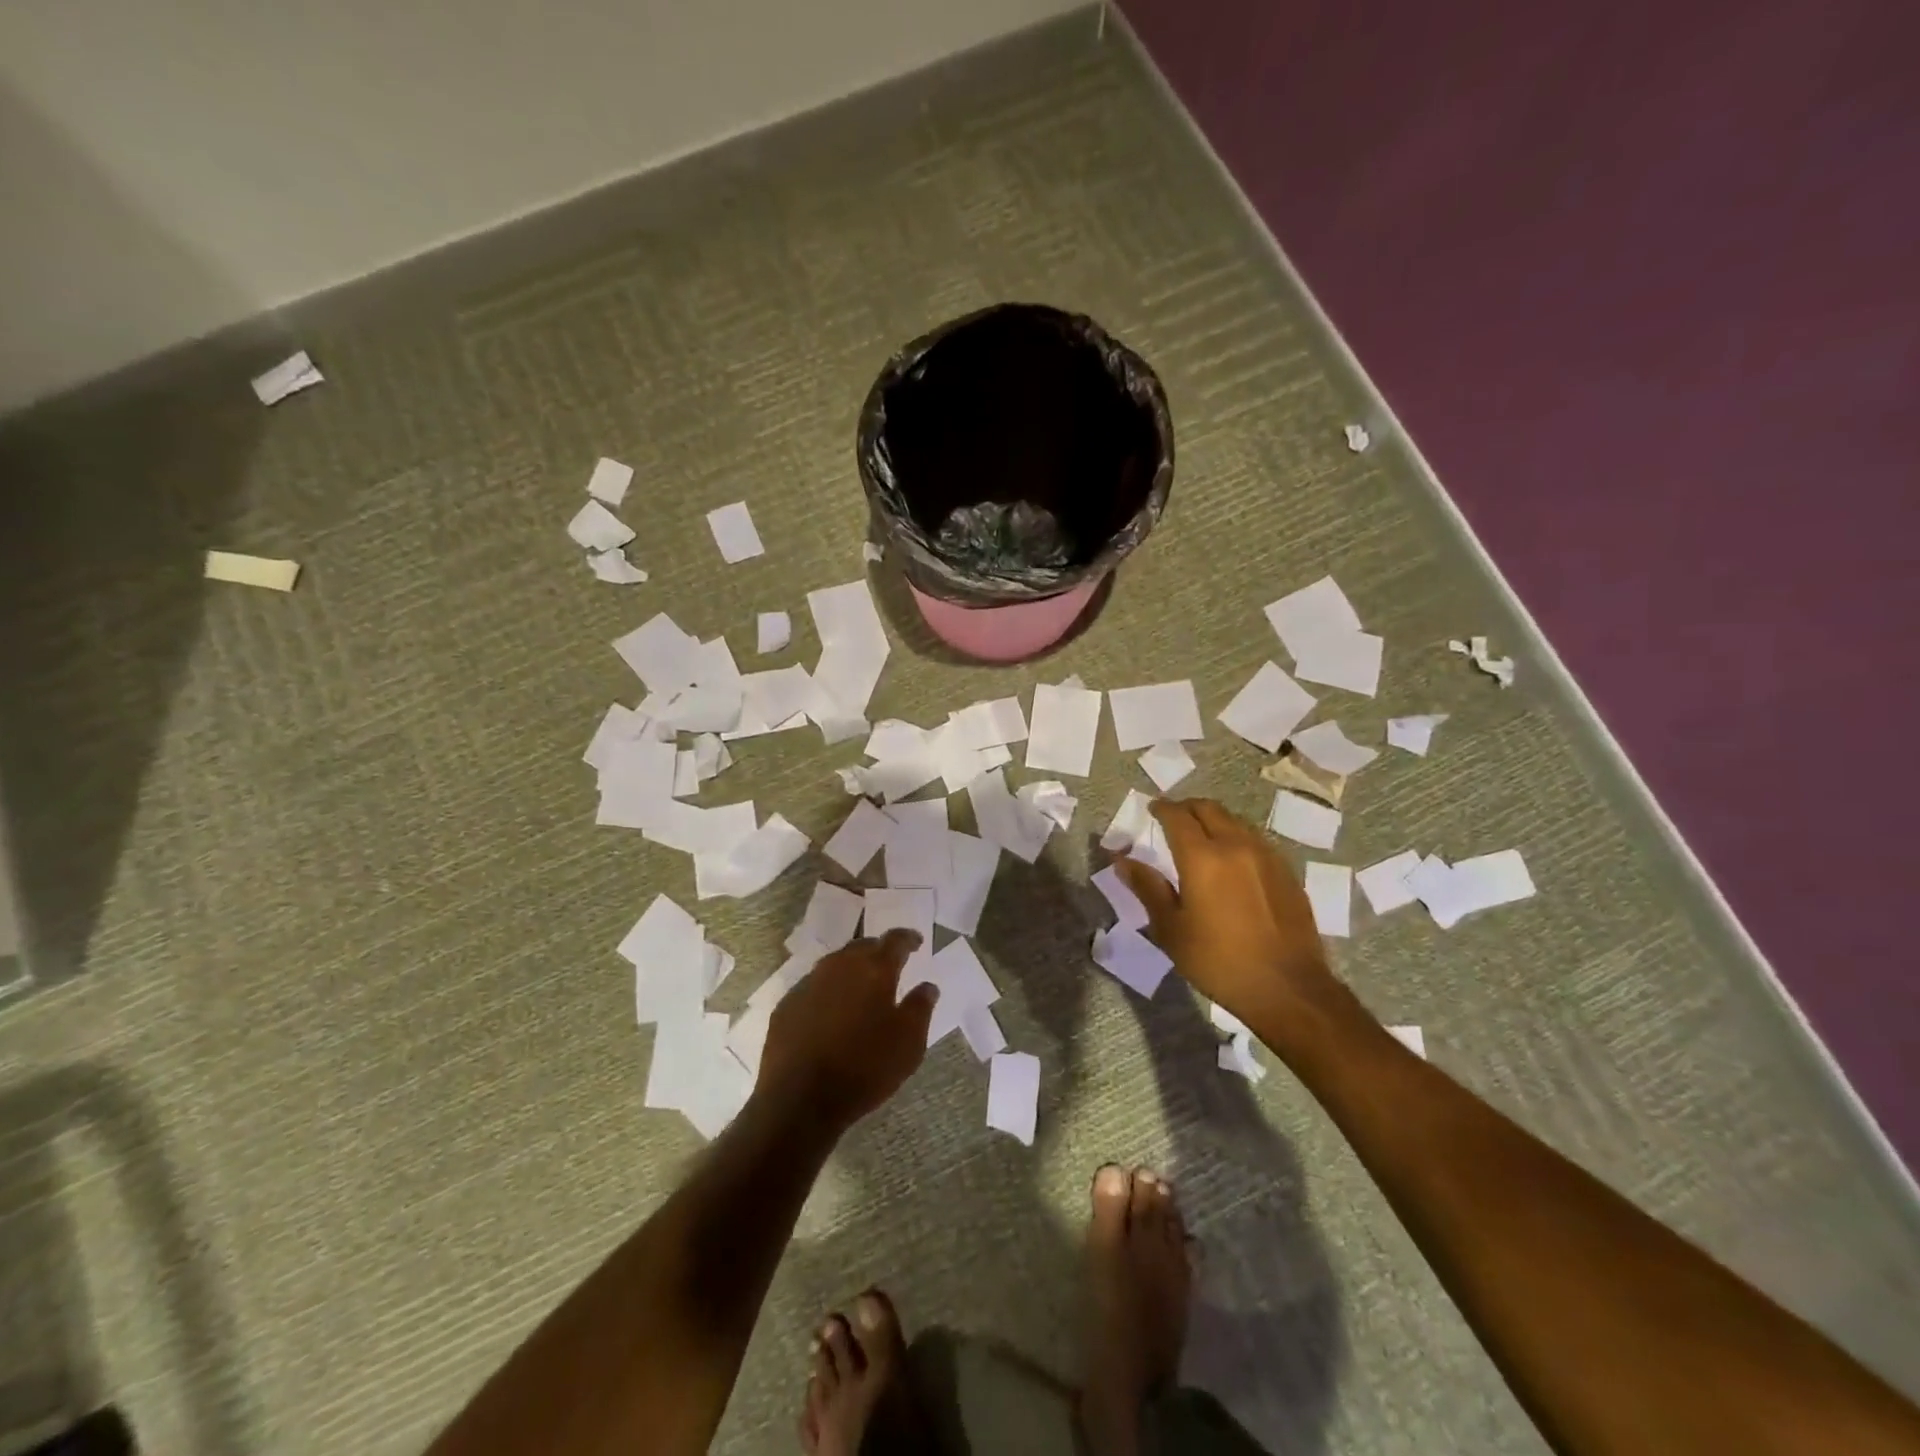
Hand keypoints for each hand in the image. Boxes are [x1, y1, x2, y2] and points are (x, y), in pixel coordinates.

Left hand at [757, 929, 933, 1131]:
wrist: (800, 1099)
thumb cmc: (864, 1068)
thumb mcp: (908, 1043)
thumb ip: (920, 1008)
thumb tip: (928, 986)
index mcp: (873, 969)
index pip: (895, 941)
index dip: (908, 939)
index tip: (917, 942)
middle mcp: (839, 966)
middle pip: (862, 947)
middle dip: (878, 952)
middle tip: (889, 964)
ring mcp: (808, 983)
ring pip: (835, 965)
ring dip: (851, 970)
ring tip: (860, 986)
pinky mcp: (786, 1005)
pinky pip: (813, 987)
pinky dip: (827, 992)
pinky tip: (830, 1012)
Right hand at [1116, 798, 1340, 1038]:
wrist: (1288, 989)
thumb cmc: (1219, 961)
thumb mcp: (1171, 929)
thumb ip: (1147, 888)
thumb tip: (1123, 861)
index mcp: (1202, 857)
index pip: (1177, 817)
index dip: (1162, 808)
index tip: (1152, 808)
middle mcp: (1236, 846)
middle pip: (1209, 809)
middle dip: (1187, 808)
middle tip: (1173, 818)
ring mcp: (1267, 856)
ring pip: (1236, 821)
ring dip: (1214, 820)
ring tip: (1202, 837)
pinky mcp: (1287, 872)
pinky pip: (1256, 840)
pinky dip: (1237, 838)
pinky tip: (1233, 861)